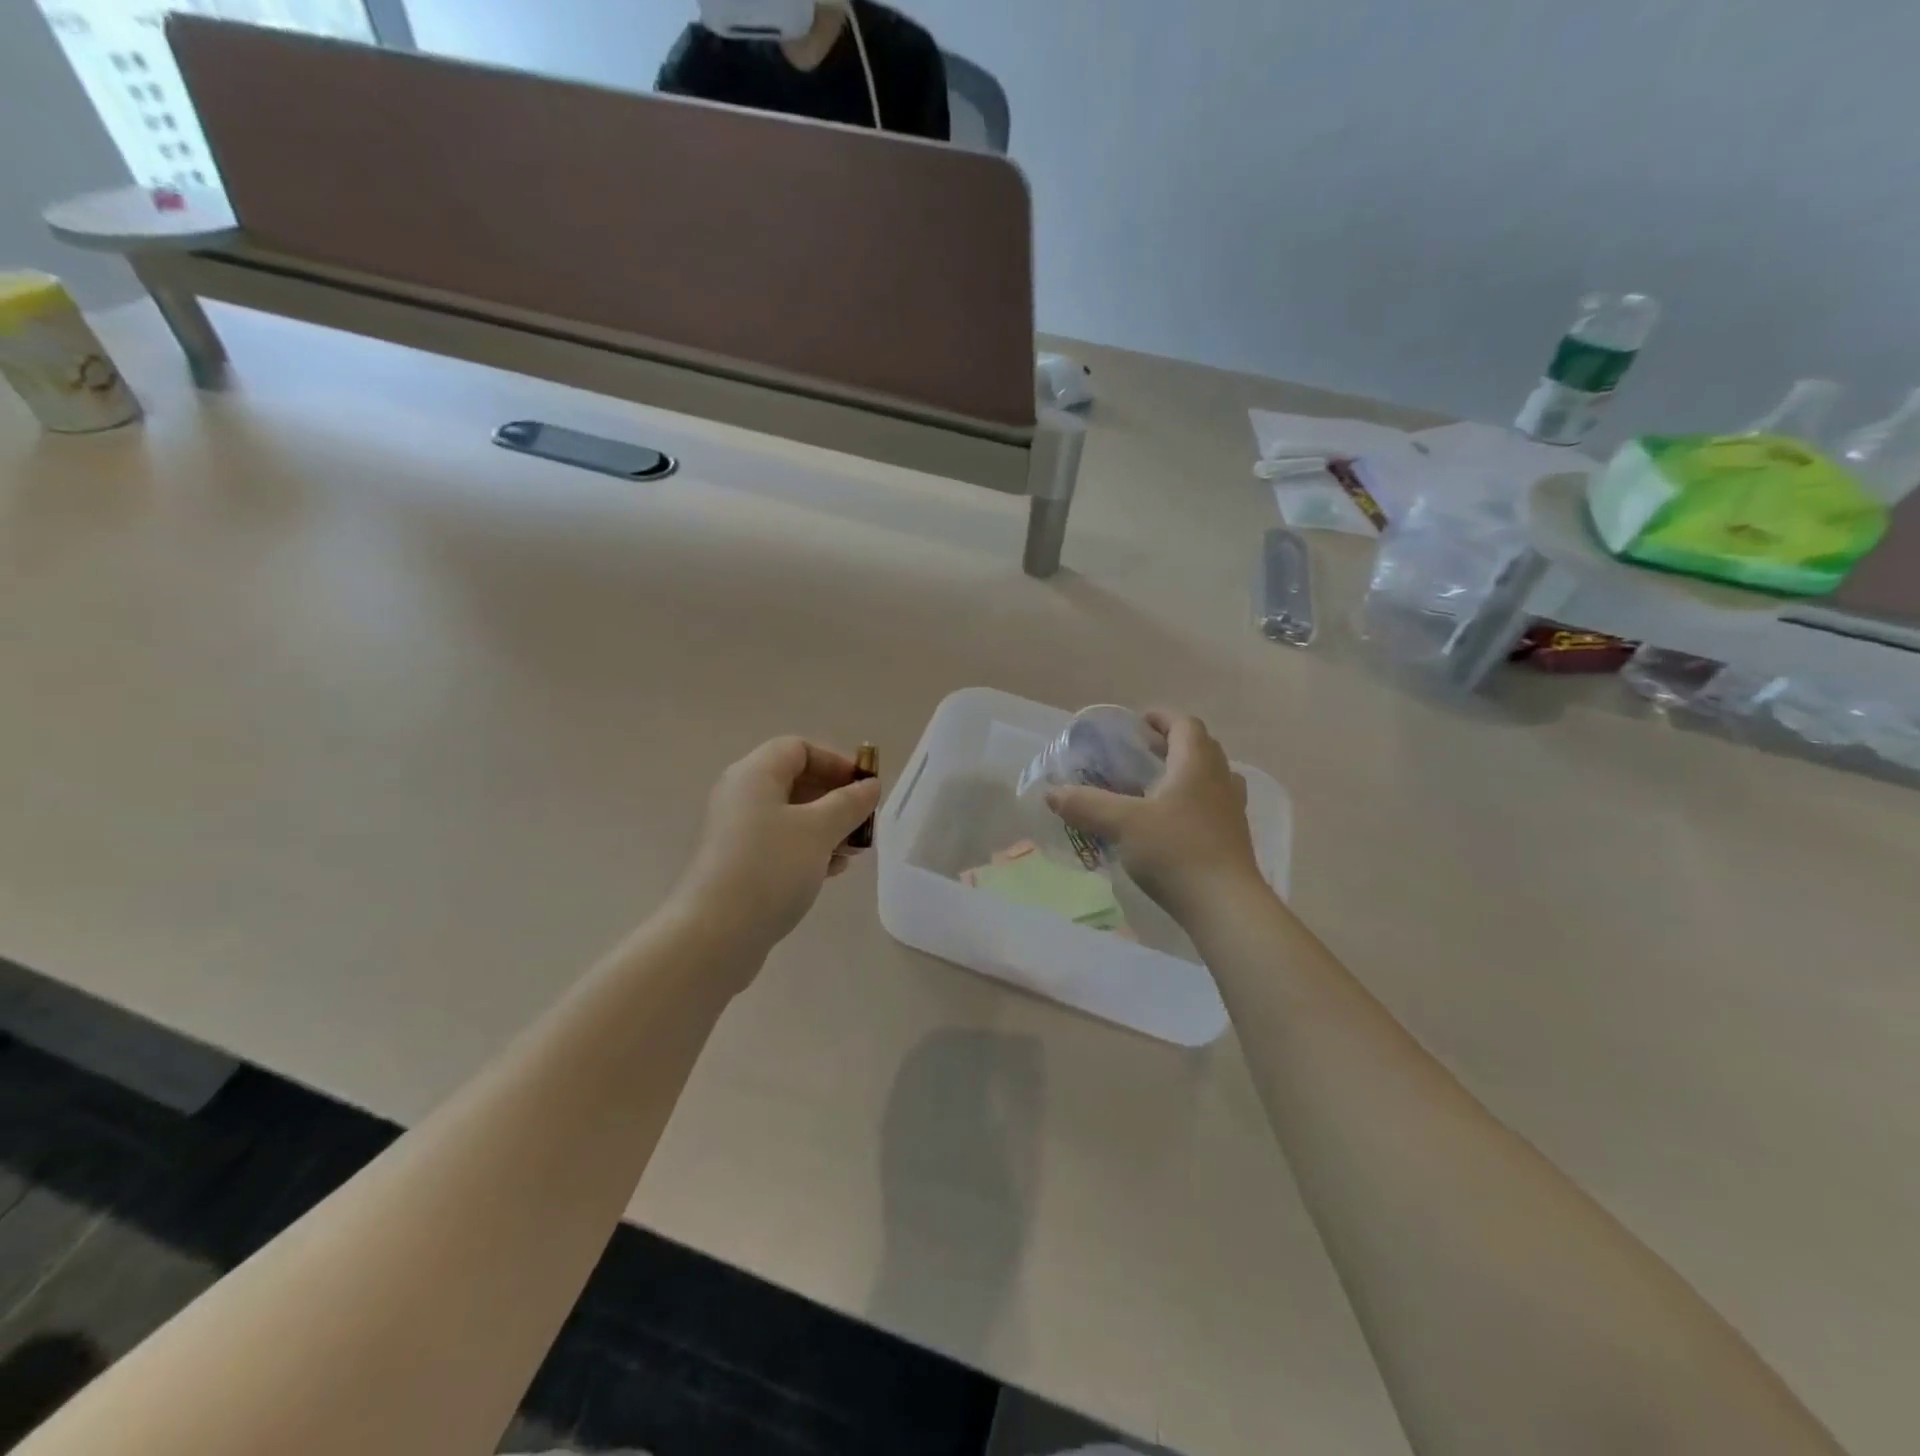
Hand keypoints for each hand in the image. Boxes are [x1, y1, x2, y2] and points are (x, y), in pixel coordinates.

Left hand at [675, 737, 880, 953]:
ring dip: (828, 828)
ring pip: (791, 816)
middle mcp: (741, 796)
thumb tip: (870, 786)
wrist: (716, 935)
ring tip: (854, 852)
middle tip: (864, 823)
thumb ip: (849, 803)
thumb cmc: (770, 868)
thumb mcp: (819, 830)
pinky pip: (781, 844)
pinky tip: (832, 870)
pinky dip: (810, 850)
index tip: (865, 788)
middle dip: (836, 799)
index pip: (799, 749)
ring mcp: (737, 832)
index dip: (836, 762)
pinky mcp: (739, 864)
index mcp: (754, 775)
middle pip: (796, 781)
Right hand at [1046, 711, 1262, 920]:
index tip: (1138, 724)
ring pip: (1210, 777)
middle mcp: (1220, 779)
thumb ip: (1086, 804)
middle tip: (1141, 754)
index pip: (1184, 724)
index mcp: (1196, 764)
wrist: (1225, 905)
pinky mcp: (1234, 838)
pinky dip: (1192, 802)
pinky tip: (1170, 823)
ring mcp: (1232, 810)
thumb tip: (1051, 793)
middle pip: (1201, 747)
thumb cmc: (1175, 851)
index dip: (1161, 718)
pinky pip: (1213, 805)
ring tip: (1156, 786)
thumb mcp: (1122, 824)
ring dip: (1186, 773)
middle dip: (1172, 744)